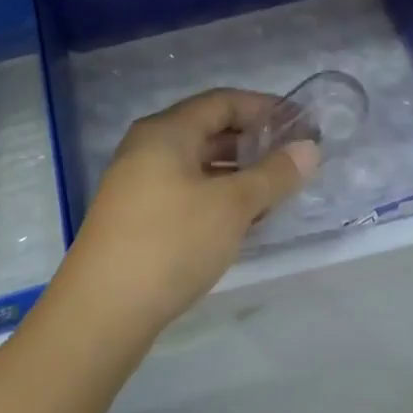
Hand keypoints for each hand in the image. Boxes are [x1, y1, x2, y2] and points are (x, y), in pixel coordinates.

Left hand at [55, 89, 317, 334]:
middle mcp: (148, 149)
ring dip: (238, 174)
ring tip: (277, 193)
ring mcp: (139, 184)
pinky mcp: (138, 217)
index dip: (265, 108)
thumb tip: (309, 148)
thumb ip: (274, 174)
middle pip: (209, 131)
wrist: (102, 311)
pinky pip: (187, 192)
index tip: (302, 125)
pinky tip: (243, 221)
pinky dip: (218, 197)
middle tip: (295, 160)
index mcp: (166, 131)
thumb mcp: (232, 206)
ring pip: (199, 165)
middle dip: (254, 143)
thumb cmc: (171, 243)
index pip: (223, 101)